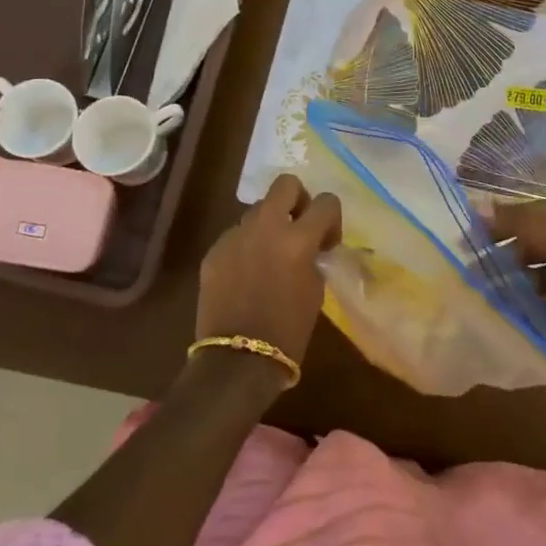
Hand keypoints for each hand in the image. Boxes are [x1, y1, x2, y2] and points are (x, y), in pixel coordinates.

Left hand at [196, 174, 340, 368]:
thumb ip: (313, 255)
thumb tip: (310, 244)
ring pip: (257, 210)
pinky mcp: (214, 251)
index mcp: (297, 239)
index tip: (326, 241)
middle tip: (299, 227)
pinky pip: (236, 235)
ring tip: (270, 256)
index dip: (331, 219)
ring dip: (269, 224)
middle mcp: (265, 227)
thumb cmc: (288, 331)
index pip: (326, 202)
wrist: (238, 361)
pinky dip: (247, 246)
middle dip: (298, 200)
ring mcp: (235, 236)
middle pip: (285, 184)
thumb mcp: (315, 289)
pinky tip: (247, 274)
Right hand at [488, 193, 545, 319]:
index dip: (502, 225)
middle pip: (538, 245)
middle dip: (511, 258)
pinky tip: (524, 316)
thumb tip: (477, 210)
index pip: (531, 214)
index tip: (471, 242)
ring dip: (526, 285)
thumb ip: (522, 225)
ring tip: (498, 299)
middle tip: (480, 276)